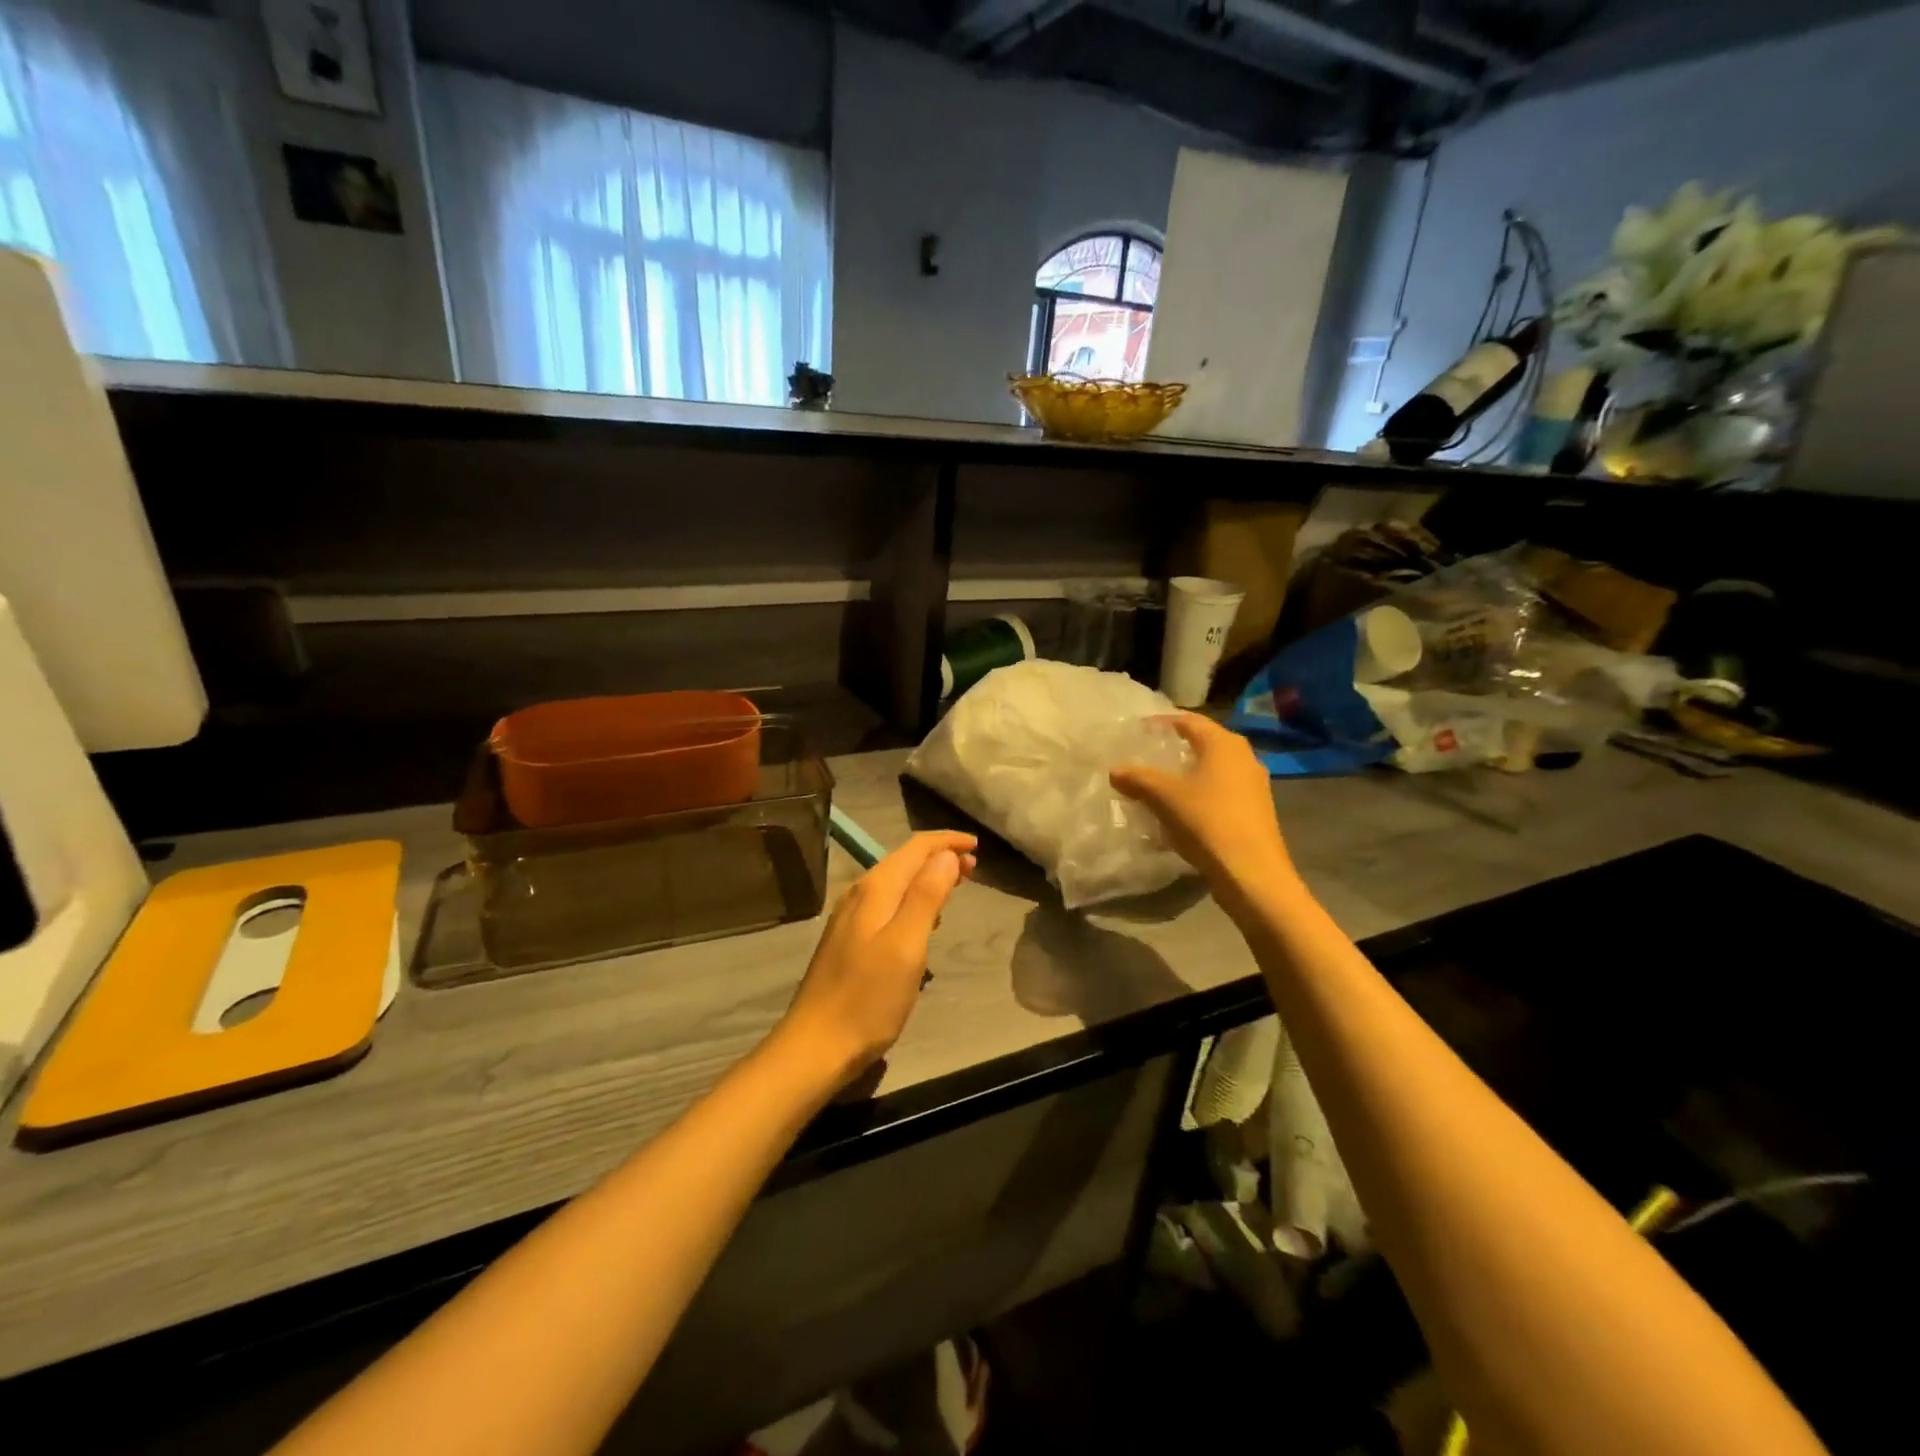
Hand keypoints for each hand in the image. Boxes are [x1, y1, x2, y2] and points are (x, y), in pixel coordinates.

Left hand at [773, 831, 977, 1086]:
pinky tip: (924, 921)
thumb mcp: (906, 945)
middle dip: (940, 857)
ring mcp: (851, 918)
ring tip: (956, 888)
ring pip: (896, 882)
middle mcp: (860, 895)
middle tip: (975, 868)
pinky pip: (887, 904)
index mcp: (875, 889)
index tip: (978, 845)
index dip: (947, 842)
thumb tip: (946, 855)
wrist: (816, 1046)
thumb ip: (926, 895)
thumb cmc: (868, 998)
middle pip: (904, 861)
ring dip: (927, 878)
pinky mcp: (849, 940)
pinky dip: (912, 900)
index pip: (916, 848)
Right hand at [1111, 714, 1295, 901]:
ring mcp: (1254, 786)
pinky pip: (1221, 791)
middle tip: (1147, 754)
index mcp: (1224, 744)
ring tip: (1159, 783)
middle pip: (1204, 743)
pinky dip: (1199, 793)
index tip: (1138, 729)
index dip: (1161, 722)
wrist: (1252, 873)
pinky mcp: (1255, 811)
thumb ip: (1138, 779)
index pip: (1189, 720)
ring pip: (1213, 769)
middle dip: (1175, 747)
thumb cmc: (1208, 822)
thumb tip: (1115, 771)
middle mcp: (1244, 757)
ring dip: (1187, 773)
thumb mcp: (1164, 797)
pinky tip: (1181, 809)